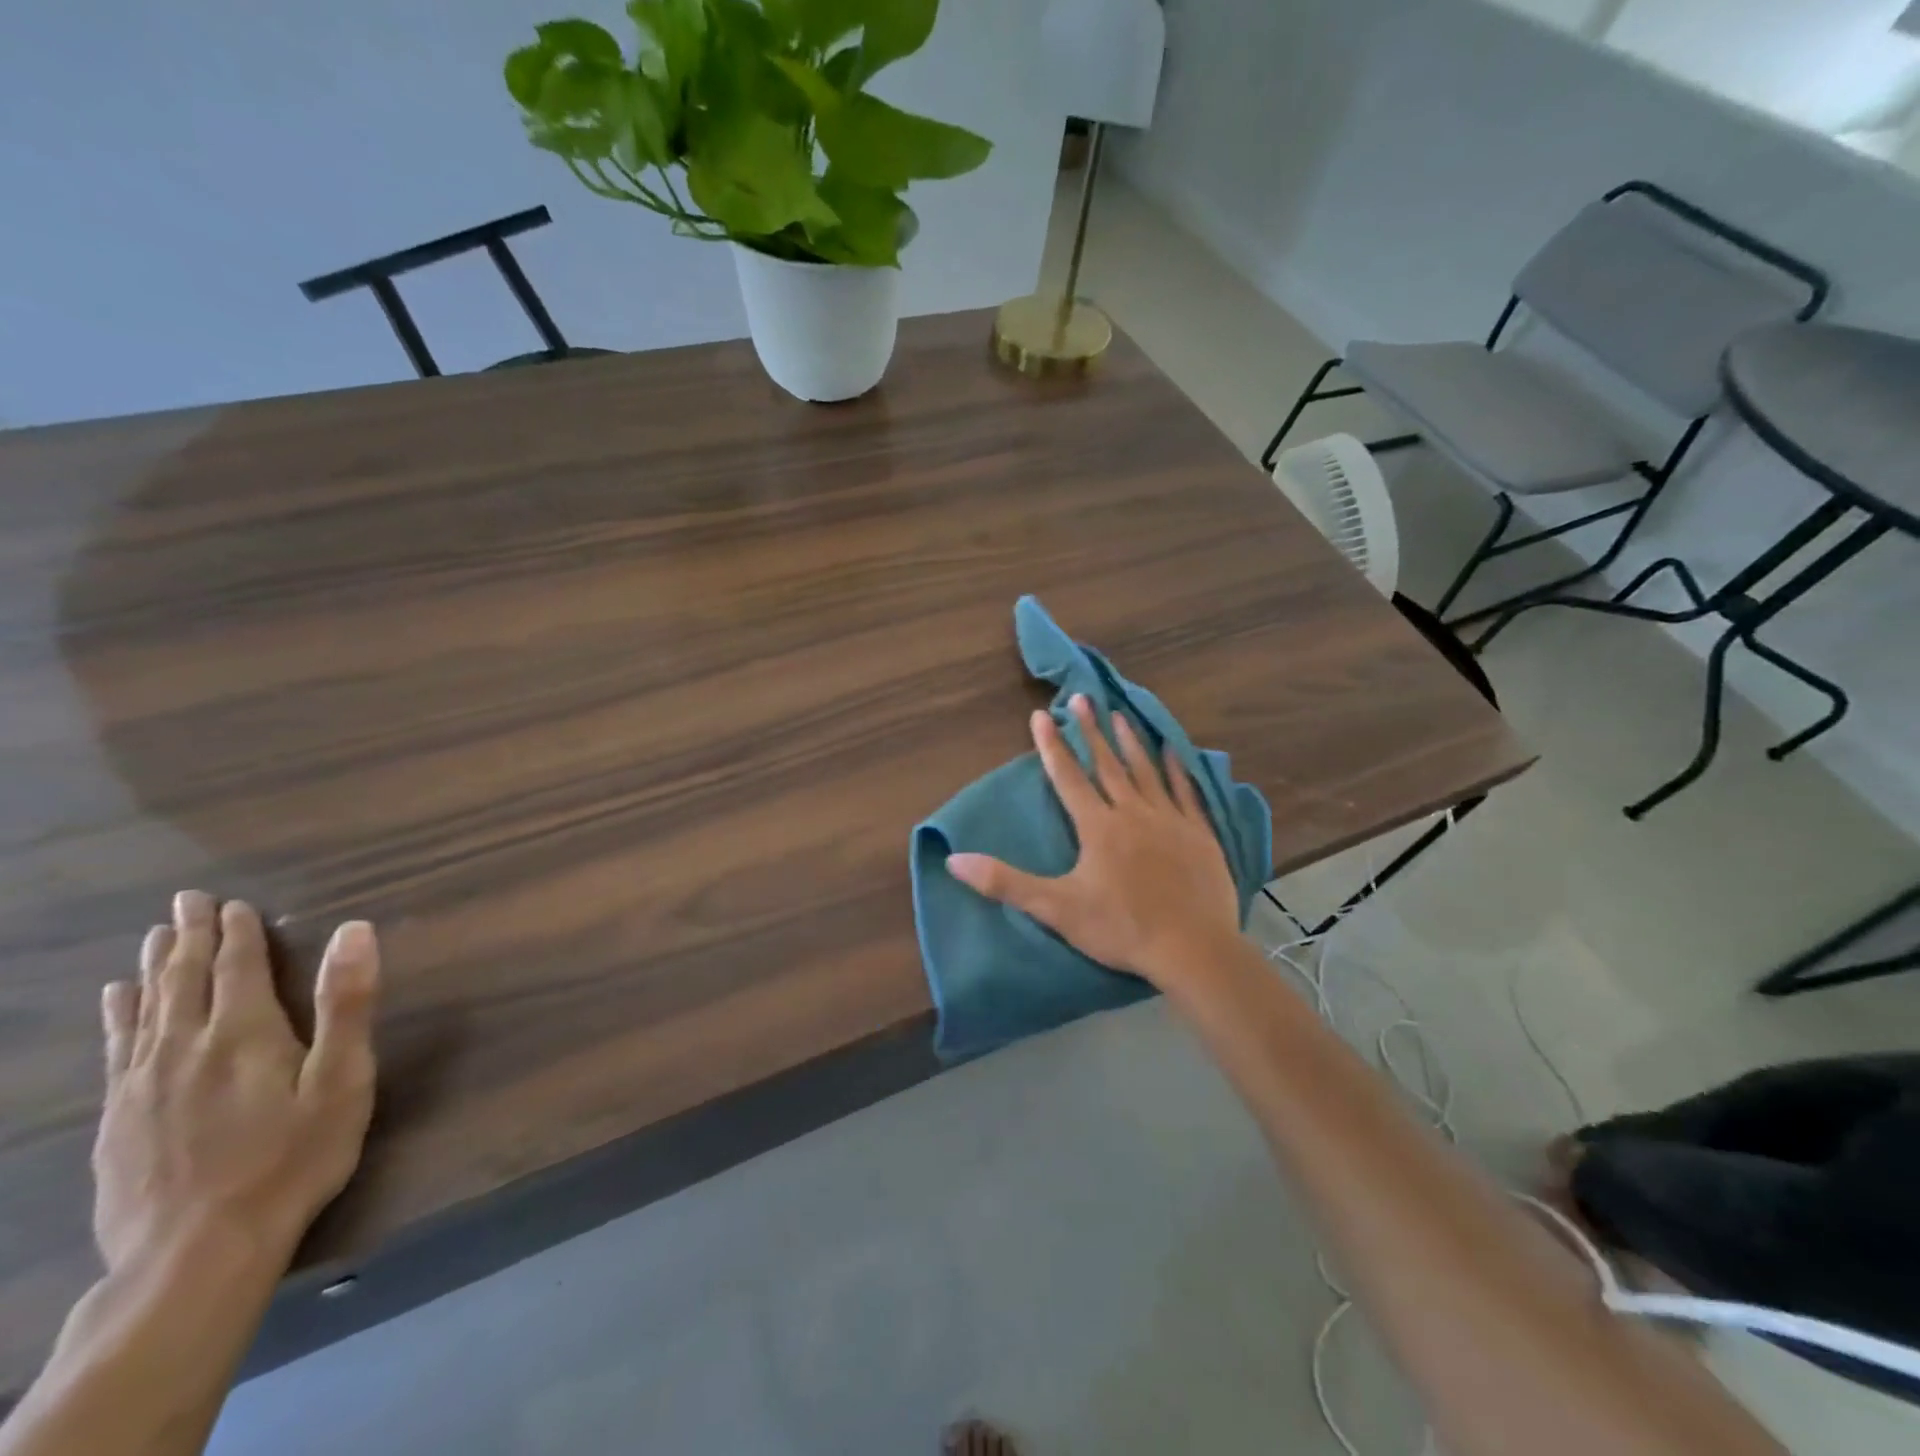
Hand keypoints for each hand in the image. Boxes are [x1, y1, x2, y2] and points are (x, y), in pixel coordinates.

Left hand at [92, 892, 380, 1275]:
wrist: (195, 1254)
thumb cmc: (292, 1157)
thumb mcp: (342, 1079)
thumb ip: (346, 1003)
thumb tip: (355, 931)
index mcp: (244, 1034)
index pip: (238, 967)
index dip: (237, 933)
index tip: (232, 904)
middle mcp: (185, 1047)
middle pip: (184, 980)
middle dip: (188, 937)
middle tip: (185, 902)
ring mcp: (142, 1085)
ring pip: (146, 1009)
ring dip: (152, 968)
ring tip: (152, 938)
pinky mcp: (118, 1119)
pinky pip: (117, 1049)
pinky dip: (119, 1015)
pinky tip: (117, 1003)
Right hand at [947, 694, 1241, 988]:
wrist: (1193, 949)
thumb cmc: (1121, 928)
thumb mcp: (1055, 908)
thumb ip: (1005, 882)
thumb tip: (954, 860)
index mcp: (1098, 827)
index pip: (1068, 778)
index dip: (1052, 746)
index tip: (1041, 714)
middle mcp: (1132, 812)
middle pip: (1107, 765)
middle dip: (1090, 731)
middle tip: (1082, 698)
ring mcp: (1170, 820)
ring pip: (1146, 771)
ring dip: (1130, 742)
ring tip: (1119, 714)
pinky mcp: (1199, 834)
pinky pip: (1186, 792)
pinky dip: (1178, 770)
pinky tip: (1174, 751)